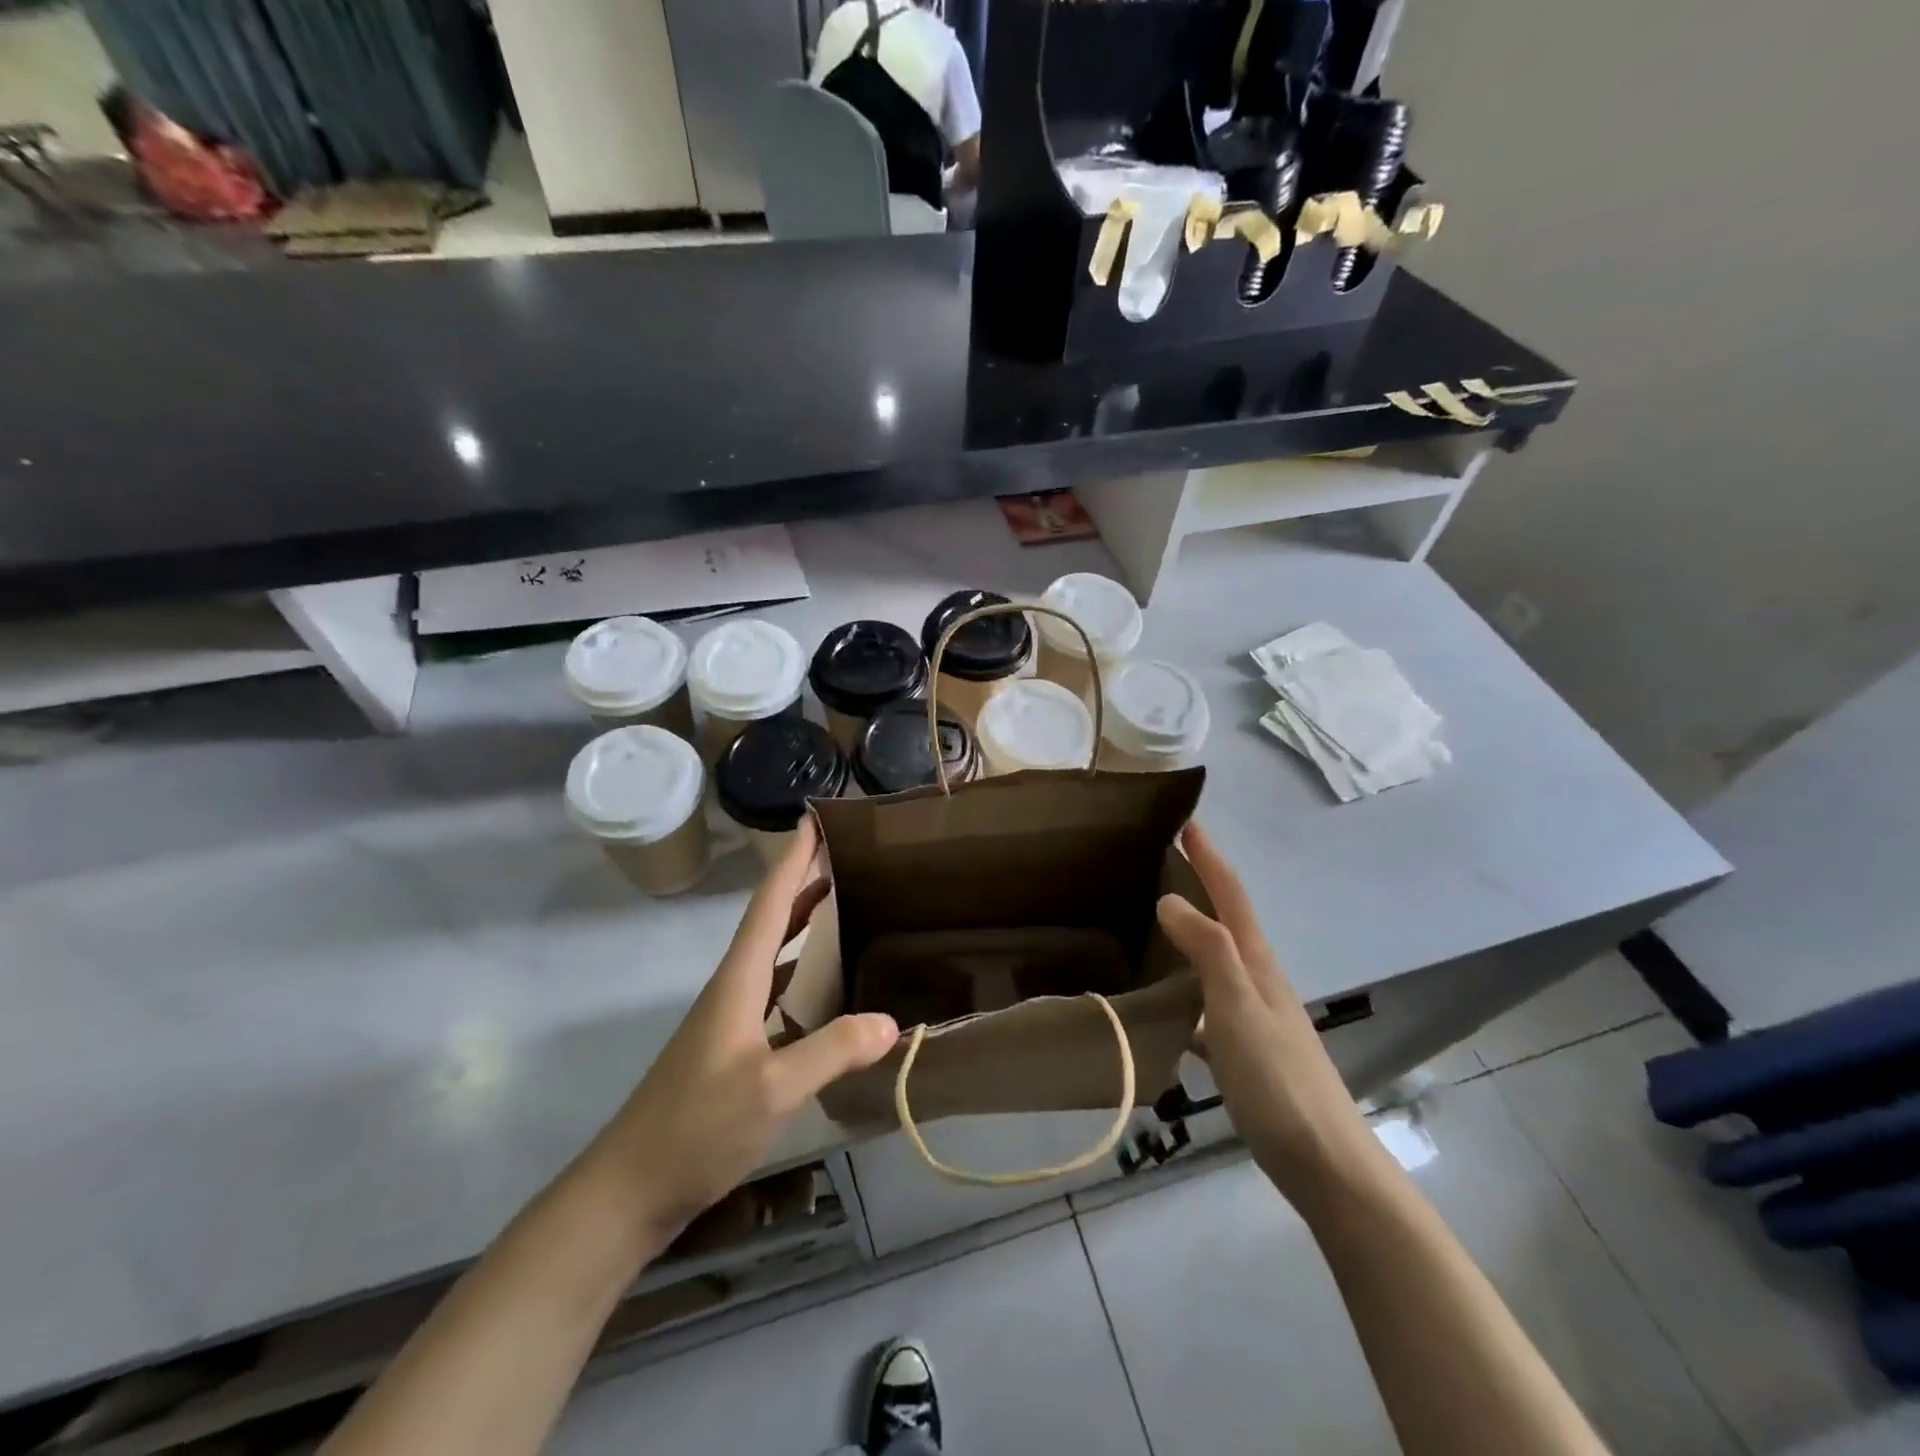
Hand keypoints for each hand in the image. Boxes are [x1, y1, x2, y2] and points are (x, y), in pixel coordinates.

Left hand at [591, 819, 899, 1239]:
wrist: (629, 1188)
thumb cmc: (696, 1127)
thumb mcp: (772, 1089)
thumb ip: (832, 1050)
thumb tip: (892, 1021)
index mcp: (738, 981)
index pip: (770, 905)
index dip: (792, 860)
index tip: (813, 820)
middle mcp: (732, 988)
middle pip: (771, 920)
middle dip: (803, 882)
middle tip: (844, 855)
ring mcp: (729, 1018)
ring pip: (773, 954)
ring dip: (803, 923)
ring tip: (843, 904)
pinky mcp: (732, 1047)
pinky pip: (775, 989)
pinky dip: (801, 971)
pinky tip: (826, 986)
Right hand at [1155, 823, 1380, 1209]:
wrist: (1325, 1164)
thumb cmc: (1278, 1079)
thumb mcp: (1238, 1006)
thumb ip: (1208, 950)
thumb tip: (1170, 899)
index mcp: (1257, 963)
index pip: (1231, 895)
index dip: (1210, 857)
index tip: (1186, 822)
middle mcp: (1258, 981)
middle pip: (1226, 921)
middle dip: (1200, 886)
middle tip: (1160, 864)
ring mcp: (1254, 1017)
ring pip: (1215, 962)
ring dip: (1190, 936)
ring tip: (1151, 924)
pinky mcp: (1245, 1052)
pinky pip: (1206, 1005)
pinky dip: (1184, 991)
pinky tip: (1161, 1007)